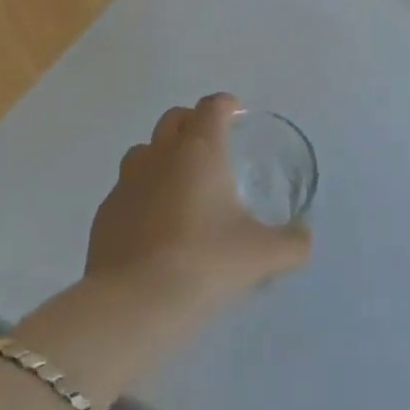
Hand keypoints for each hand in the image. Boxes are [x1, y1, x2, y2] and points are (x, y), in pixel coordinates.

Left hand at [85, 93, 310, 313]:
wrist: (133, 304)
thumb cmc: (205, 263)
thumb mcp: (262, 255)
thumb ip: (292, 242)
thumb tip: (305, 237)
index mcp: (200, 150)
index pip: (212, 106)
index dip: (226, 105)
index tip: (236, 114)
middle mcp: (160, 155)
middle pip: (174, 119)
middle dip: (192, 122)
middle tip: (211, 145)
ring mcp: (126, 182)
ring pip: (144, 151)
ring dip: (162, 156)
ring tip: (180, 184)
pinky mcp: (104, 214)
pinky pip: (125, 190)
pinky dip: (141, 195)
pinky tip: (153, 225)